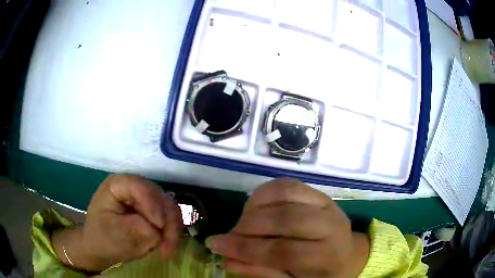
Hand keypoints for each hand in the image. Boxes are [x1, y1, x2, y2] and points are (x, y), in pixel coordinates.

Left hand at [52, 174, 182, 271]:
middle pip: (159, 196)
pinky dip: (172, 230)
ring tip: (168, 248)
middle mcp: (132, 188)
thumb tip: (157, 229)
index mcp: (118, 185)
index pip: (140, 187)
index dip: (152, 206)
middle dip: (167, 221)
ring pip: (168, 206)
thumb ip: (135, 228)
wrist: (99, 245)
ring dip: (172, 227)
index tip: (159, 231)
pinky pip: (168, 216)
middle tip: (167, 246)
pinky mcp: (150, 212)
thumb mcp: (113, 234)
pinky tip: (168, 242)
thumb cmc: (100, 237)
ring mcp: (143, 199)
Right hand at [206, 179, 369, 277]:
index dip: (246, 249)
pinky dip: (264, 193)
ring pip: (286, 193)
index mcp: (328, 256)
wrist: (345, 255)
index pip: (283, 251)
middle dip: (249, 226)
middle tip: (229, 235)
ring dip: (255, 206)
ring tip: (244, 222)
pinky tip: (255, 208)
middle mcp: (332, 225)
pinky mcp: (319, 192)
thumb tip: (228, 259)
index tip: (215, 245)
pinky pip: (286, 184)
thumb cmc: (319, 274)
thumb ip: (262, 272)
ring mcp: (327, 203)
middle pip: (286, 218)